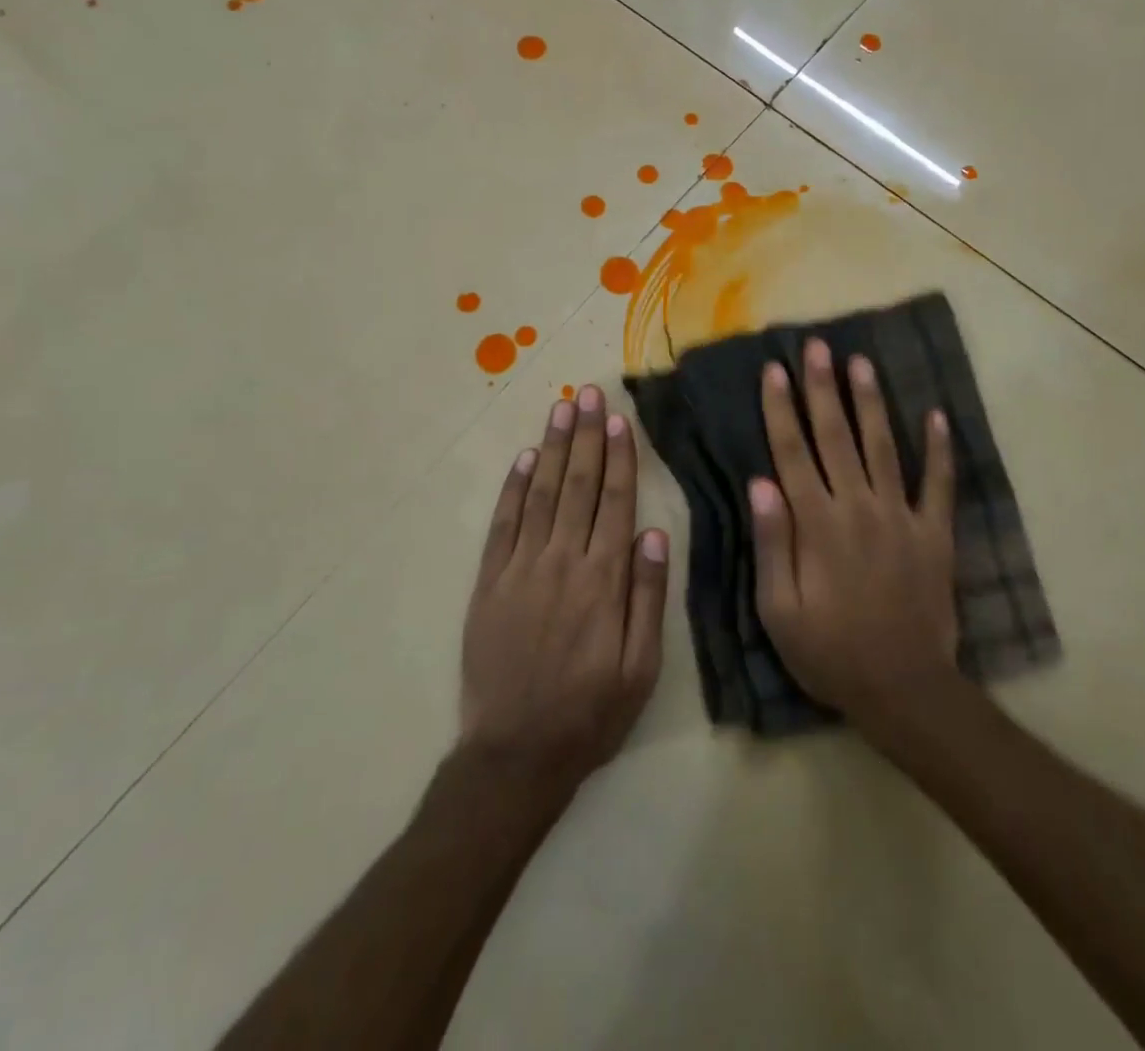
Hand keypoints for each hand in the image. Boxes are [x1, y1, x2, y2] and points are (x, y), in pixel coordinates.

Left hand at [460, 385, 668, 794]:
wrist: (516, 753)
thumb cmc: (591, 712)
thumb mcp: (642, 666)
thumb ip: (649, 596)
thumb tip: (654, 532)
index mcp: (604, 579)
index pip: (615, 501)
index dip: (619, 456)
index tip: (618, 419)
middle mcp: (563, 561)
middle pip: (579, 485)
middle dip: (585, 435)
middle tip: (588, 392)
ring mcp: (521, 568)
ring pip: (542, 493)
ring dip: (554, 447)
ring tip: (561, 408)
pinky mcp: (489, 582)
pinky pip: (504, 524)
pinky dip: (515, 487)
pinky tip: (526, 459)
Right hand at [751, 339, 958, 732]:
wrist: (903, 688)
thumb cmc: (829, 652)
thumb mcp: (779, 610)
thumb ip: (772, 543)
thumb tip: (760, 483)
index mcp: (817, 524)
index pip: (792, 453)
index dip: (781, 410)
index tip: (774, 370)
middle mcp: (858, 506)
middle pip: (836, 436)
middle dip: (823, 388)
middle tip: (817, 346)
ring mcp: (901, 516)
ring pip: (882, 446)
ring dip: (870, 402)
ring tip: (861, 362)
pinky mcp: (935, 533)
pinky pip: (939, 483)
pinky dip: (939, 448)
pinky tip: (936, 414)